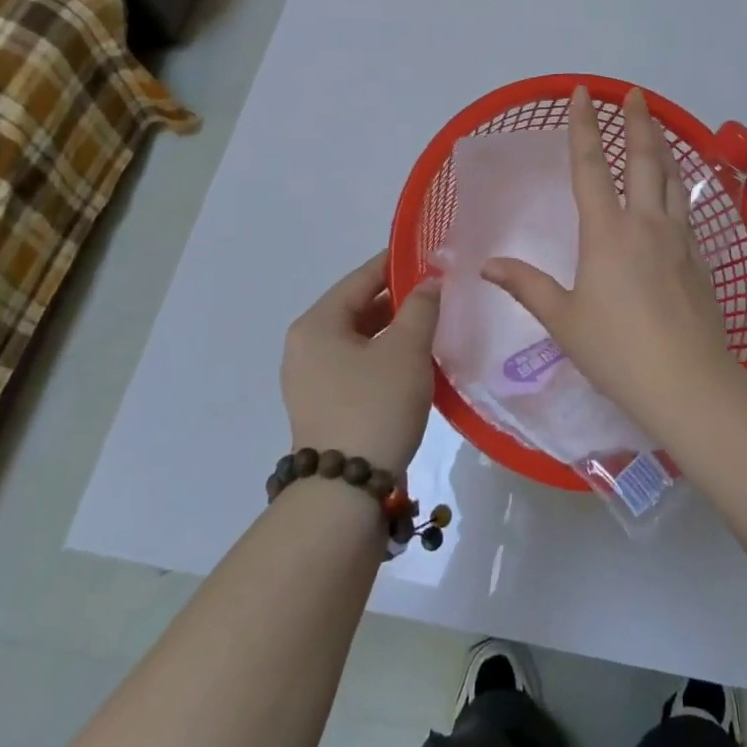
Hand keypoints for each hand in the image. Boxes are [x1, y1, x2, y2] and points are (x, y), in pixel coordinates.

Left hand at [281, 252, 439, 472]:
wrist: (345, 492)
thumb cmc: (375, 406)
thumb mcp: (406, 350)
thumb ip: (421, 307)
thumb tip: (430, 281)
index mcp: (317, 324)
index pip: (362, 278)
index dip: (398, 263)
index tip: (432, 254)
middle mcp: (306, 345)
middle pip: (358, 307)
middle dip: (399, 299)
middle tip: (440, 291)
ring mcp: (311, 378)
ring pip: (359, 337)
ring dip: (394, 329)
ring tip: (433, 323)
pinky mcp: (323, 404)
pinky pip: (356, 364)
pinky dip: (383, 355)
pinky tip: (414, 360)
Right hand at [481, 87, 733, 432]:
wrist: (687, 380)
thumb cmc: (617, 350)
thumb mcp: (564, 320)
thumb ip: (527, 286)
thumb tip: (488, 265)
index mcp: (607, 232)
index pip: (590, 167)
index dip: (584, 126)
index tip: (583, 93)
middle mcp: (645, 223)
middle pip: (643, 159)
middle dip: (638, 121)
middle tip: (635, 94)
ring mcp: (678, 238)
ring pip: (671, 179)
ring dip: (663, 148)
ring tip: (657, 128)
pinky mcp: (699, 258)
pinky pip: (686, 208)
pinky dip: (678, 185)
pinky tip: (676, 191)